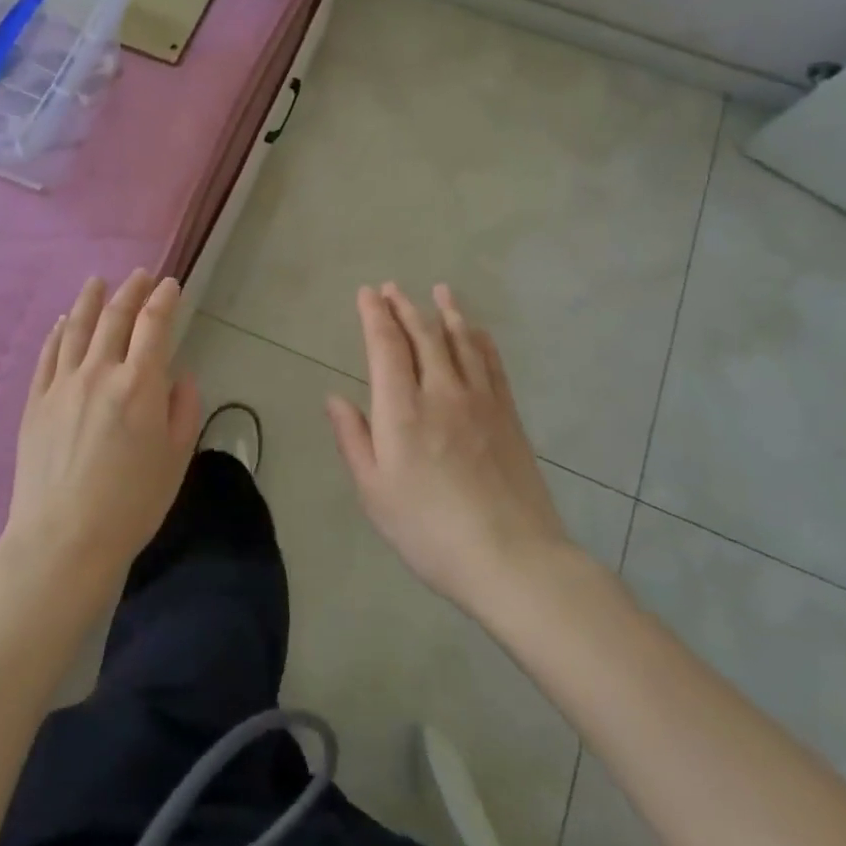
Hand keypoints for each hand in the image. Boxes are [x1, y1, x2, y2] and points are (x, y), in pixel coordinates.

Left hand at [3, 271, 202, 589]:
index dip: (164, 300)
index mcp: (139, 385)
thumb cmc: (130, 505)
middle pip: (115, 318)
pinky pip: (48, 355)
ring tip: (97, 281)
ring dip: (90, 300)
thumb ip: (183, 410)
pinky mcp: (36, 401)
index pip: (154, 325)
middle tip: (140, 276)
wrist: (63, 539)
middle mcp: (99, 373)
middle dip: (130, 291)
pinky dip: (58, 332)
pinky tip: (63, 321)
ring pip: (77, 328)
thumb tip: (180, 377)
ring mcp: (62, 384)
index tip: (171, 285)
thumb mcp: (175, 460)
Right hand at [325, 283, 574, 609]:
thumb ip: (353, 439)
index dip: (375, 315)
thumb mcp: (374, 492)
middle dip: (405, 307)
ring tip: (439, 291)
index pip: (386, 346)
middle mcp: (441, 392)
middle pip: (423, 335)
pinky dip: (480, 340)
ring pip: (461, 342)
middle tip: (392, 287)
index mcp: (402, 410)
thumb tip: (334, 397)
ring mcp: (480, 401)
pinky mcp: (508, 415)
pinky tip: (476, 331)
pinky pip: (492, 363)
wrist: (511, 558)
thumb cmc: (428, 529)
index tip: (368, 293)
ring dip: (446, 312)